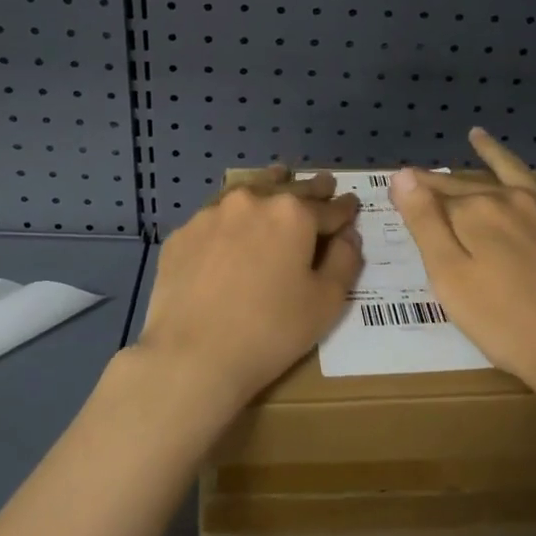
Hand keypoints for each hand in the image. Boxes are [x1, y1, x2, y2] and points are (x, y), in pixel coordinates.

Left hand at [136, 168, 363, 415]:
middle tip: (324, 184)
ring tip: (279, 180)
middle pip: (289, 189)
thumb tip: (349, 235)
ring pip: (249, 190)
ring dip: (269, 186)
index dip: (345, 208)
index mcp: (293, 214)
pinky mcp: (183, 233)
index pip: (329, 208)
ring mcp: (212, 213)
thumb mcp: (326, 302)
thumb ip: (345, 261)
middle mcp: (253, 200)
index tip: (352, 204)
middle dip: (311, 189)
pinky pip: (216, 217)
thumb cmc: (270, 331)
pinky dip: (231, 217)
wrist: (192, 355)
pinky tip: (232, 226)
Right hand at [391, 129, 535, 405]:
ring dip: (491, 154)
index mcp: (478, 209)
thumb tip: (404, 175)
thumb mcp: (450, 278)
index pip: (436, 192)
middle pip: (469, 183)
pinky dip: (526, 175)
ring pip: (511, 172)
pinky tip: (528, 180)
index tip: (396, 187)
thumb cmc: (506, 323)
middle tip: (421, 176)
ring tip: (477, 137)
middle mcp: (513, 198)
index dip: (414, 192)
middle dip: (442, 180)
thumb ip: (425, 223)